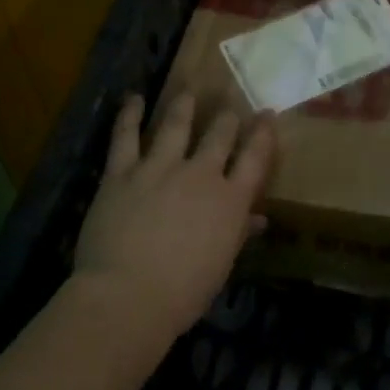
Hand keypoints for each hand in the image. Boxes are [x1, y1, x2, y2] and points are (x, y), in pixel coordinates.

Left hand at [68, 93, 276, 337]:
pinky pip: (125, 137)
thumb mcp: (221, 265)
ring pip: (176, 125)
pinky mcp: (122, 173)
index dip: (264, 133)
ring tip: (188, 92)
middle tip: (229, 109)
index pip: (255, 157)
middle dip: (227, 119)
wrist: (128, 296)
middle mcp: (200, 174)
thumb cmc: (183, 292)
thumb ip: (238, 235)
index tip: (268, 114)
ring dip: (184, 106)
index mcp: (230, 200)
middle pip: (220, 135)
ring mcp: (160, 168)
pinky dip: (129, 115)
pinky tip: (133, 99)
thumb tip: (259, 220)